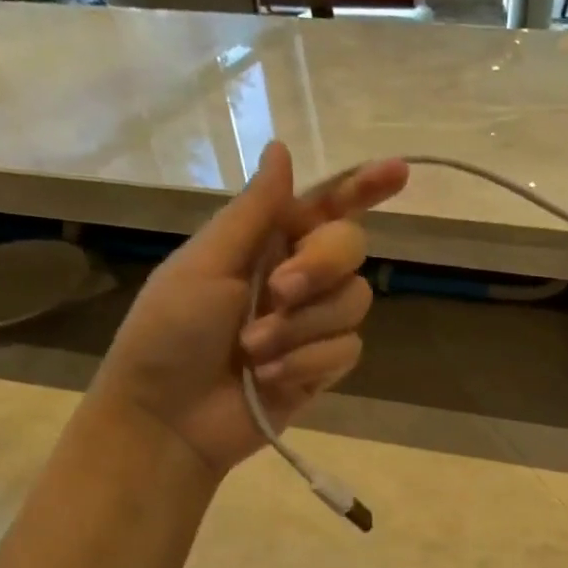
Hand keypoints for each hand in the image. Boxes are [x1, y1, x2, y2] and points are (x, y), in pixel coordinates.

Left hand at [92, 142, 407, 474]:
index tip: (399, 172)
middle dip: (320, 266)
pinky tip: (268, 378)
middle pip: (351, 249)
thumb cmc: (168, 334)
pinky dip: (307, 362)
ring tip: (253, 351)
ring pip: (354, 302)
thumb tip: (283, 148)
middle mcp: (298, 276)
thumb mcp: (204, 265)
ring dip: (302, 327)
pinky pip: (347, 350)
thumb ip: (254, 213)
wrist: (168, 419)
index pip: (326, 206)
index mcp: (266, 243)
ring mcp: (313, 324)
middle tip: (279, 291)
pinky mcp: (322, 366)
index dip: (363, 187)